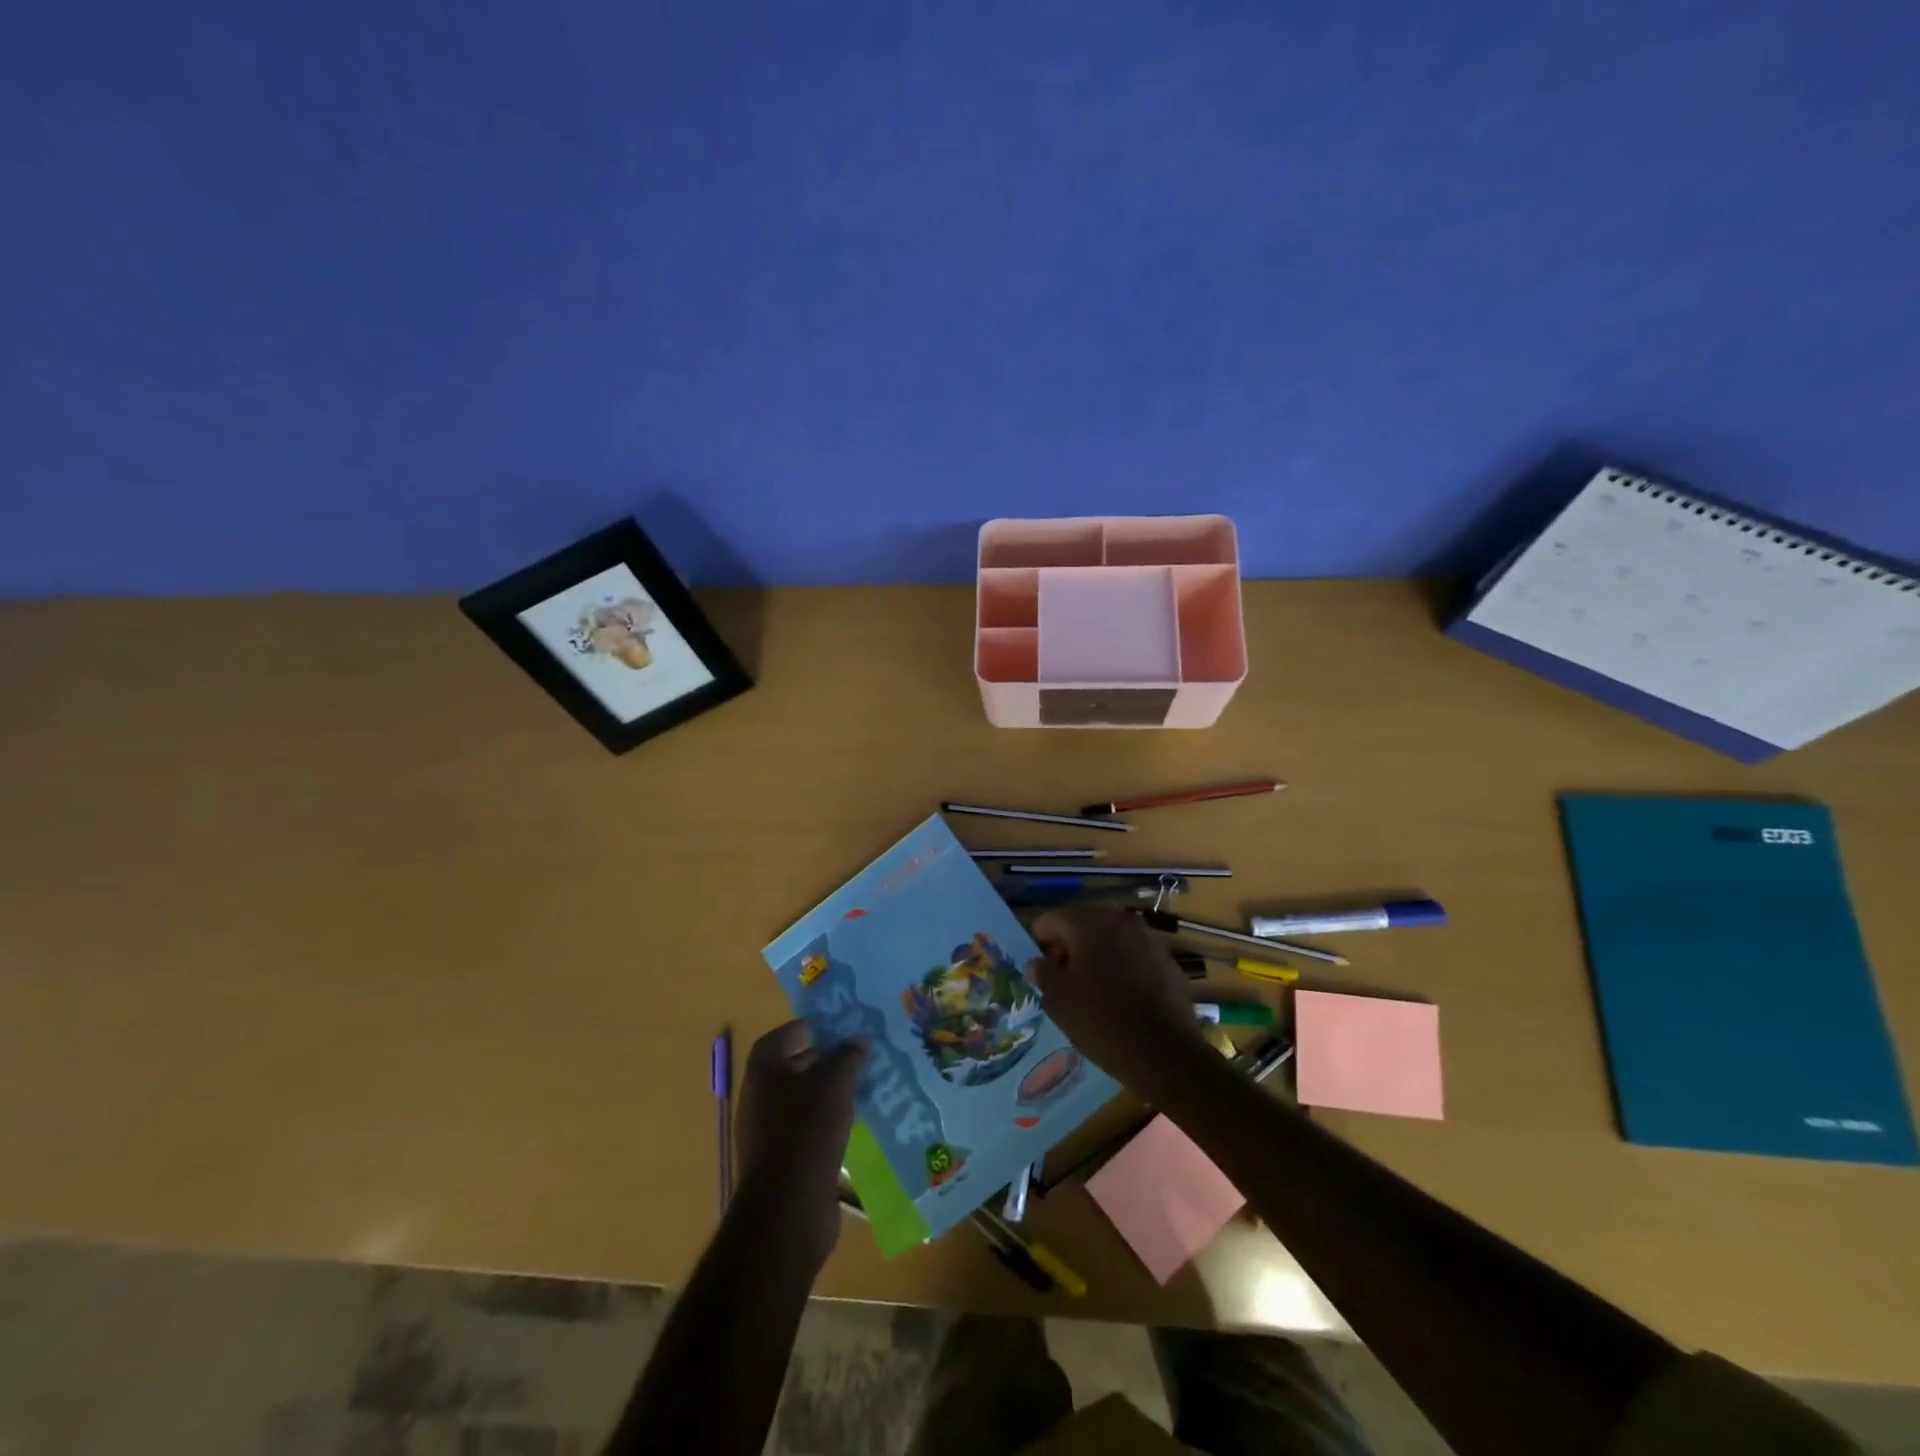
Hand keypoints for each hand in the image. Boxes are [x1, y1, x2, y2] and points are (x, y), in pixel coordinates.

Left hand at [734, 1021, 869, 1268]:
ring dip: (827, 1094)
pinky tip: (853, 1124)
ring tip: (860, 1087)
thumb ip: (848, 1056)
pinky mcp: (782, 1162)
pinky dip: (827, 1123)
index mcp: (763, 1073)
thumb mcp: (835, 1083)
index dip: (803, 1029)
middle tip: (855, 1055)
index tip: (831, 1027)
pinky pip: (806, 1131)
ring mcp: (767, 1134)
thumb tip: (858, 1039)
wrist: (788, 1207)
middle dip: (822, 1061)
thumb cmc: (807, 1131)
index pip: (778, 1038)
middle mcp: (759, 1099)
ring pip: (801, 1102)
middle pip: (791, 1069)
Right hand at [1028, 904, 1210, 1100]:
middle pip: (1084, 922)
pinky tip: (1120, 993)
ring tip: (1090, 984)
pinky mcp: (1167, 960)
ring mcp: (1148, 938)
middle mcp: (1121, 920)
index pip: (1053, 918)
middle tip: (1062, 974)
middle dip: (1070, 943)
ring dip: (1097, 952)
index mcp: (1090, 924)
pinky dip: (1122, 964)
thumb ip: (1044, 973)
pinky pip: (1134, 953)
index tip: (1039, 964)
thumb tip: (1037, 962)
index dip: (1040, 939)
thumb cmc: (1102, 1022)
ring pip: (1111, 937)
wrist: (1165, 1054)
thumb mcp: (1058, 1001)